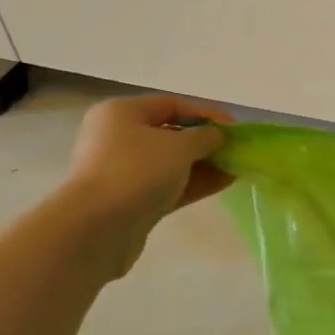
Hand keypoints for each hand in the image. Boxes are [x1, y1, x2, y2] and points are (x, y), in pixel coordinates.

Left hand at [61, 95, 232, 273]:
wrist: (96, 229)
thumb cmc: (136, 172)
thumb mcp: (179, 147)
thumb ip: (205, 137)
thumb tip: (216, 136)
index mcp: (121, 114)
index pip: (172, 104)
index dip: (206, 113)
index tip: (236, 128)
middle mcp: (118, 138)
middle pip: (171, 134)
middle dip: (206, 142)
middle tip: (237, 150)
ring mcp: (123, 171)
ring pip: (171, 163)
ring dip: (204, 164)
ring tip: (237, 168)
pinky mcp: (131, 201)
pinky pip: (168, 185)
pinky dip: (194, 183)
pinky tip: (224, 183)